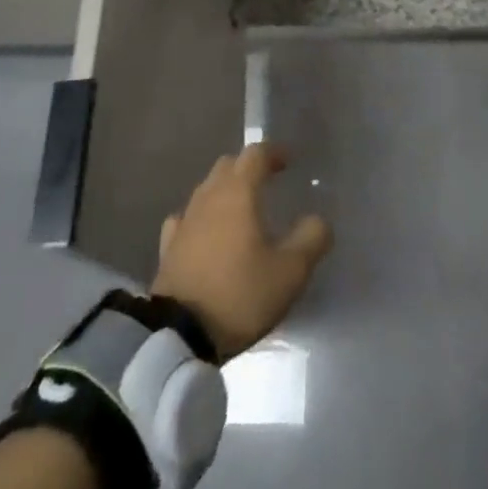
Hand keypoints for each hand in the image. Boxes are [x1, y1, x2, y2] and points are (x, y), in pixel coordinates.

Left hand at [150, 143, 332, 361]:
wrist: (178, 335)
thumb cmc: (240, 294)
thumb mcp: (290, 272)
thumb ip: (311, 239)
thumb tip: (319, 220)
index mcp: (239, 193)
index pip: (255, 154)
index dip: (274, 153)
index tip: (288, 162)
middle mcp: (209, 197)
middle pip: (228, 166)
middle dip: (248, 168)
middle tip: (267, 182)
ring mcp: (185, 221)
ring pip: (206, 190)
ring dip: (225, 191)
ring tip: (241, 209)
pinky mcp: (168, 248)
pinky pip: (186, 219)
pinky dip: (200, 218)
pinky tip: (205, 232)